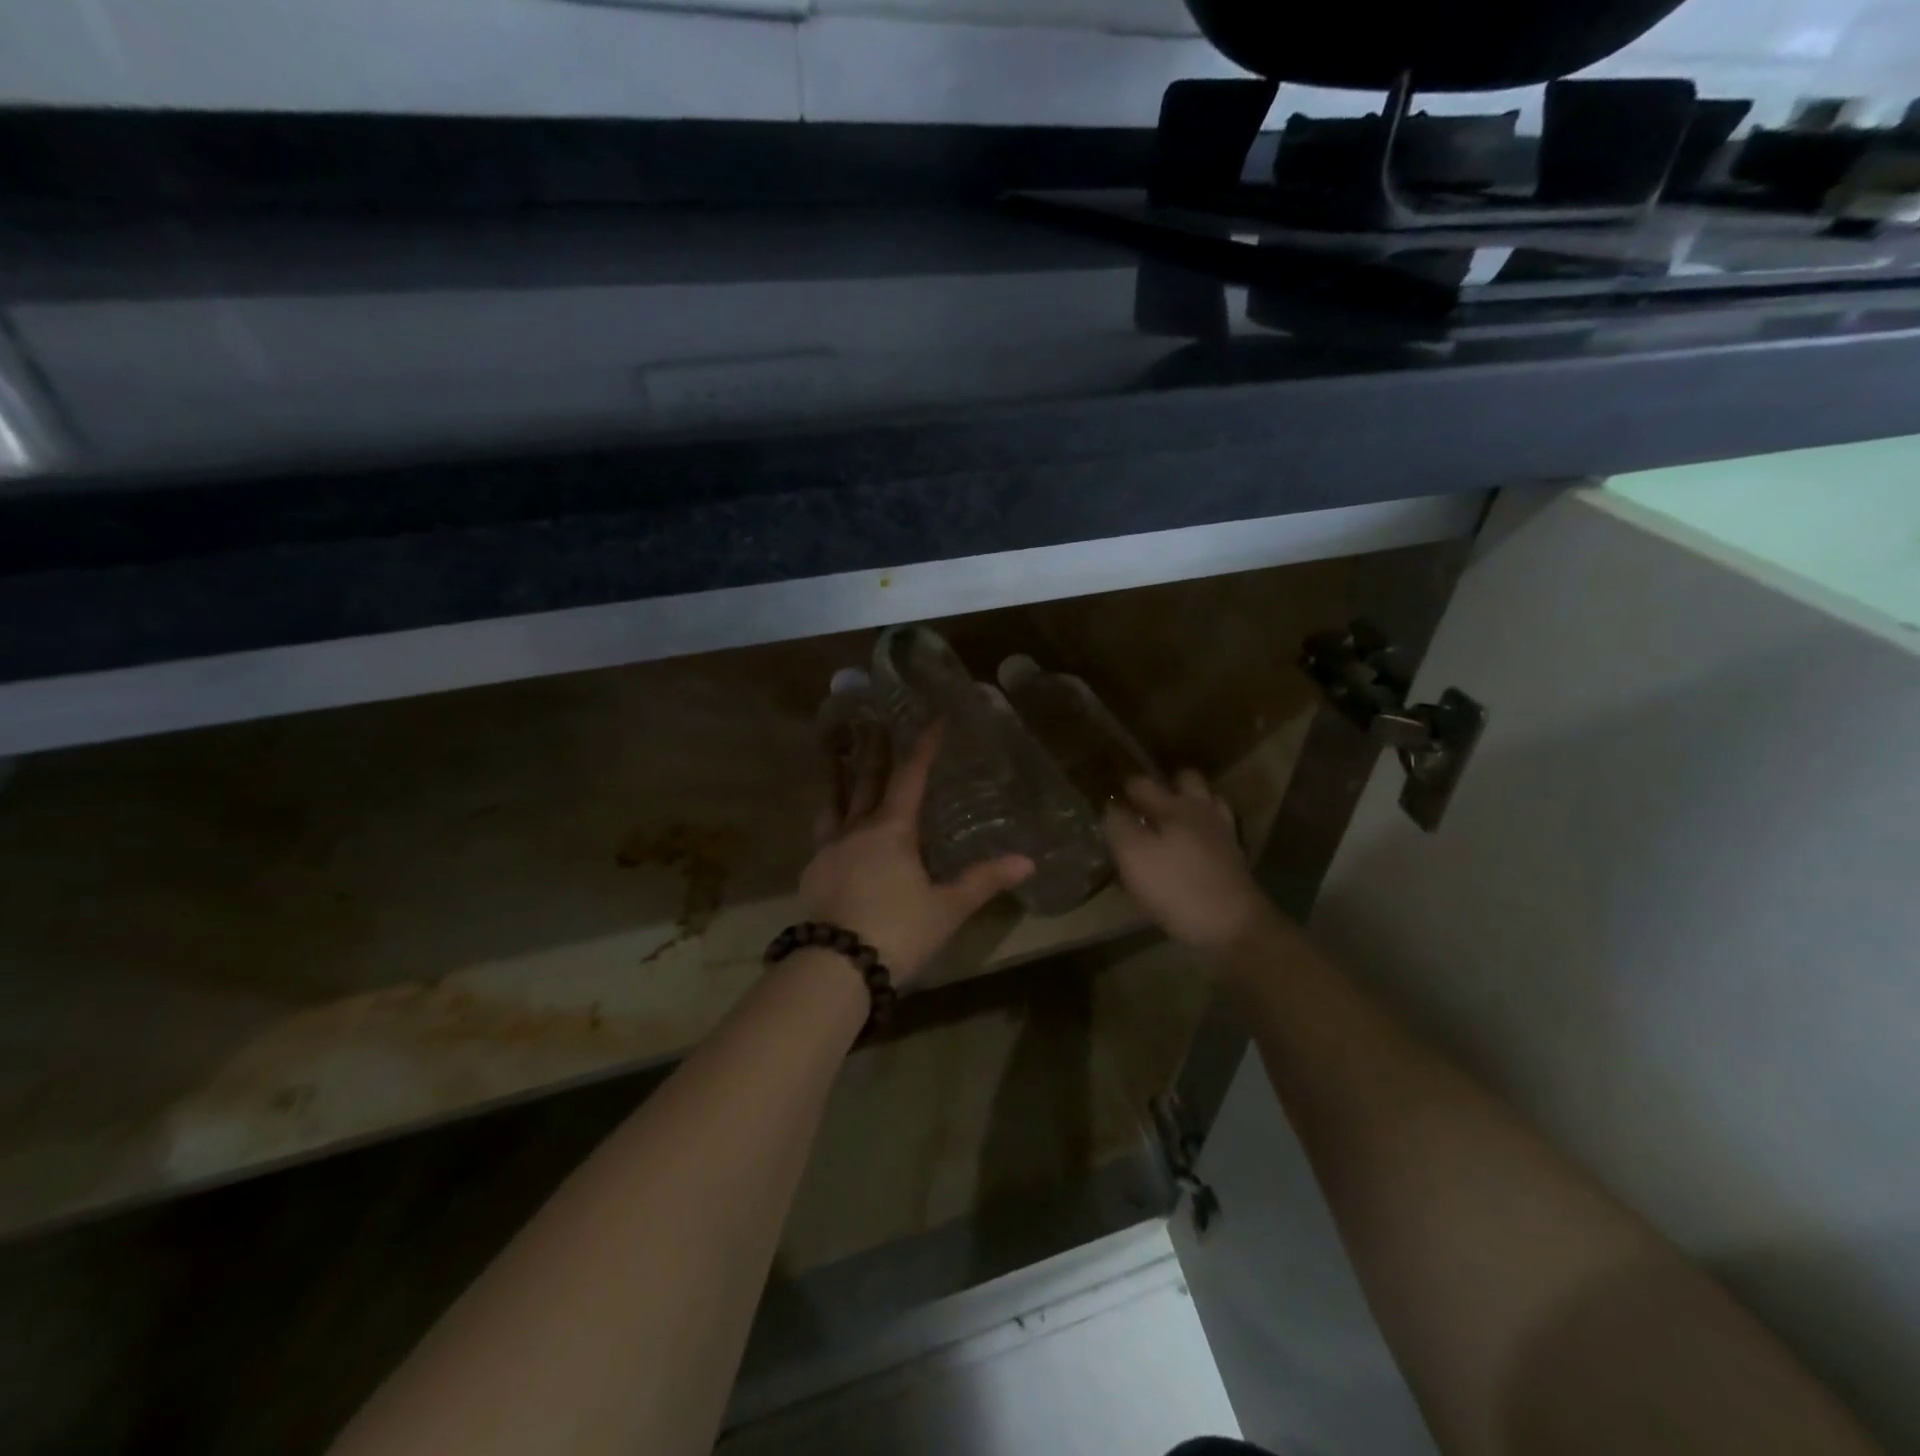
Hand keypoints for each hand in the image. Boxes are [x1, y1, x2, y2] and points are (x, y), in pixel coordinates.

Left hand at [803, 723, 1033, 986]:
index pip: (911, 777)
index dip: (924, 746)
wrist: (837, 966)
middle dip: (875, 750)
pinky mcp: (812, 872)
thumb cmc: (899, 931)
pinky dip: (829, 818)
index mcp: (893, 830)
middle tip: (874, 722)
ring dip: (836, 775)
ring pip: (833, 801)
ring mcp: (829, 849)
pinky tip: (830, 826)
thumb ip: (984, 881)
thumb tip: (1028, 862)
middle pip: (866, 779)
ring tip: (834, 753)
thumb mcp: (948, 908)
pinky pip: (821, 833)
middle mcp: (857, 829)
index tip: (934, 719)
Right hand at [1104, 769, 1275, 956]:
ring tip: (1170, 819)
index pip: (1141, 783)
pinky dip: (1206, 828)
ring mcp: (1222, 832)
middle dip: (1165, 783)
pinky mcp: (1234, 856)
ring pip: (1207, 800)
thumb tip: (1110, 805)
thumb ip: (1118, 825)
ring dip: (1190, 801)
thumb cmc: (1176, 888)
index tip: (1107, 794)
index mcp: (1172, 807)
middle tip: (1144, 802)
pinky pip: (1218, 829)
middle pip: (1185, 779)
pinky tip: (1194, 843)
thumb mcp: (1133, 856)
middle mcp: (1200, 810)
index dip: (1122, 786)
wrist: (1233, 925)